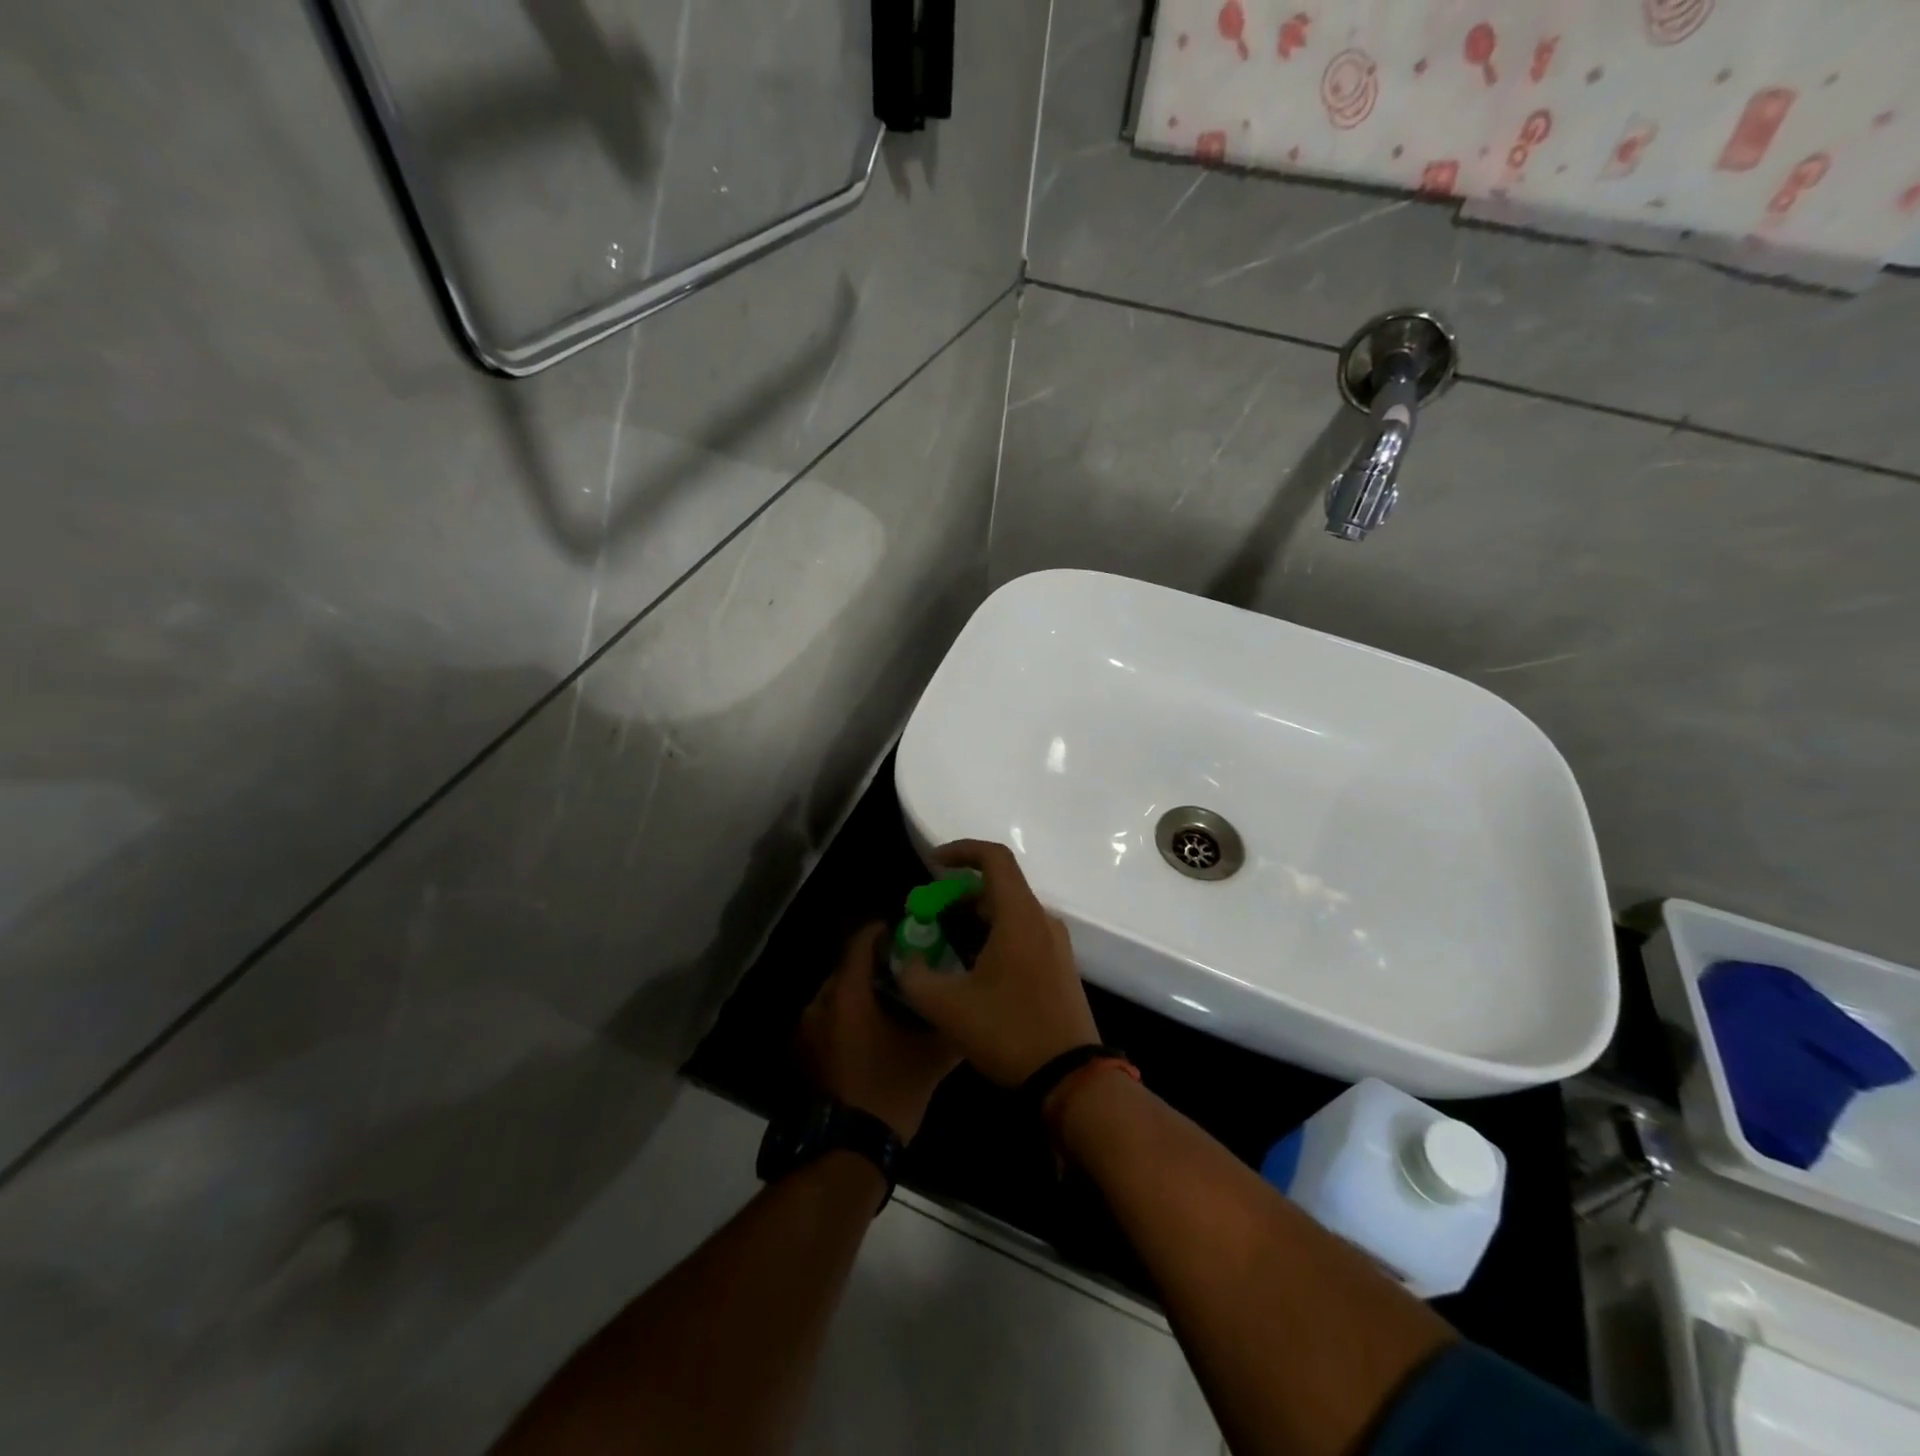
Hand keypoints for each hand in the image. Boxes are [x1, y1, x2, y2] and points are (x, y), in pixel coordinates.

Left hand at [799, 923, 959, 1140]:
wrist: (846, 1152)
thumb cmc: (888, 1093)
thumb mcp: (930, 1059)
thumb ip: (951, 1028)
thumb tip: (970, 1011)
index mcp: (847, 995)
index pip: (859, 942)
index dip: (881, 931)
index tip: (905, 932)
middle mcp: (820, 1004)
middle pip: (847, 968)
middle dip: (874, 965)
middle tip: (905, 969)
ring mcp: (806, 1031)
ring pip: (836, 996)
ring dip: (860, 993)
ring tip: (891, 1001)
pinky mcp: (803, 1054)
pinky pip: (827, 1020)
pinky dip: (847, 1017)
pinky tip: (872, 1032)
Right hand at [896, 840, 1101, 1086]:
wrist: (1071, 1078)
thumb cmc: (1009, 1032)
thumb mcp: (947, 1007)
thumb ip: (915, 976)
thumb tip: (905, 959)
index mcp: (1019, 916)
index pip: (994, 858)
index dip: (961, 850)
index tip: (932, 864)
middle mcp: (1042, 920)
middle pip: (1000, 885)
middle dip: (960, 892)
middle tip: (930, 913)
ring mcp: (1055, 943)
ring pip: (1011, 910)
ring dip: (976, 915)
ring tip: (945, 941)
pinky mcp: (1060, 965)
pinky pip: (1023, 932)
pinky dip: (994, 933)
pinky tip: (973, 966)